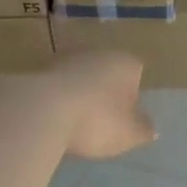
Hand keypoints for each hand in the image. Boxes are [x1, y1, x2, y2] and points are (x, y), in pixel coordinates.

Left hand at [37, 53, 156, 160]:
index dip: (132, 94)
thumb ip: (144, 130)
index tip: (125, 116)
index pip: (136, 72)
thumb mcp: (130, 134)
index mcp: (125, 62)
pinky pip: (54, 88)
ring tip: (74, 125)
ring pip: (78, 78)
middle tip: (101, 122)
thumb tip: (151, 128)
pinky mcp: (36, 71)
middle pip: (105, 72)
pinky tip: (52, 122)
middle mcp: (96, 52)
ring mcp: (64, 59)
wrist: (39, 112)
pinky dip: (56, 101)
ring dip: (78, 95)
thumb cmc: (96, 120)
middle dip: (104, 92)